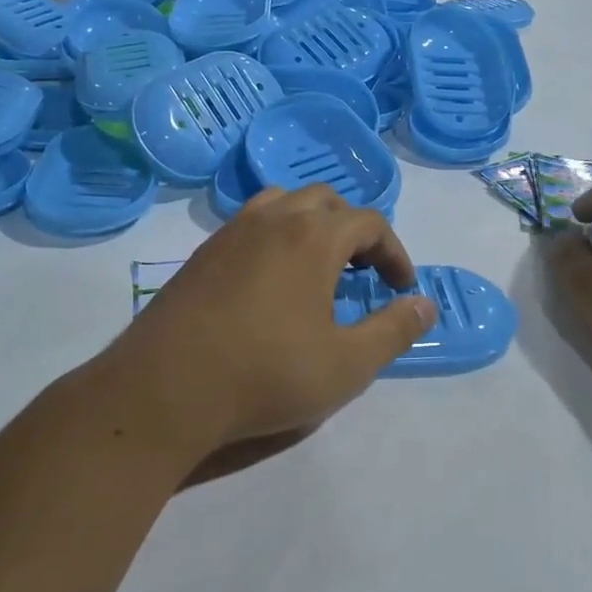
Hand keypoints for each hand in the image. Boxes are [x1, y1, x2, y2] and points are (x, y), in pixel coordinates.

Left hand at [108, 186, 437, 459]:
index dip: (393, 251)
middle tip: (363, 273)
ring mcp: (230, 233)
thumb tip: (426, 305)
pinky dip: (275, 236)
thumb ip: (394, 331)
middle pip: (325, 202)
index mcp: (313, 237)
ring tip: (318, 266)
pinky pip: (249, 224)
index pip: (368, 222)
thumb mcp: (347, 364)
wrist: (164, 389)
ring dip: (311, 225)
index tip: (401, 287)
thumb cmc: (266, 375)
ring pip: (282, 204)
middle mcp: (272, 220)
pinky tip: (271, 281)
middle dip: (354, 231)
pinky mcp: (201, 254)